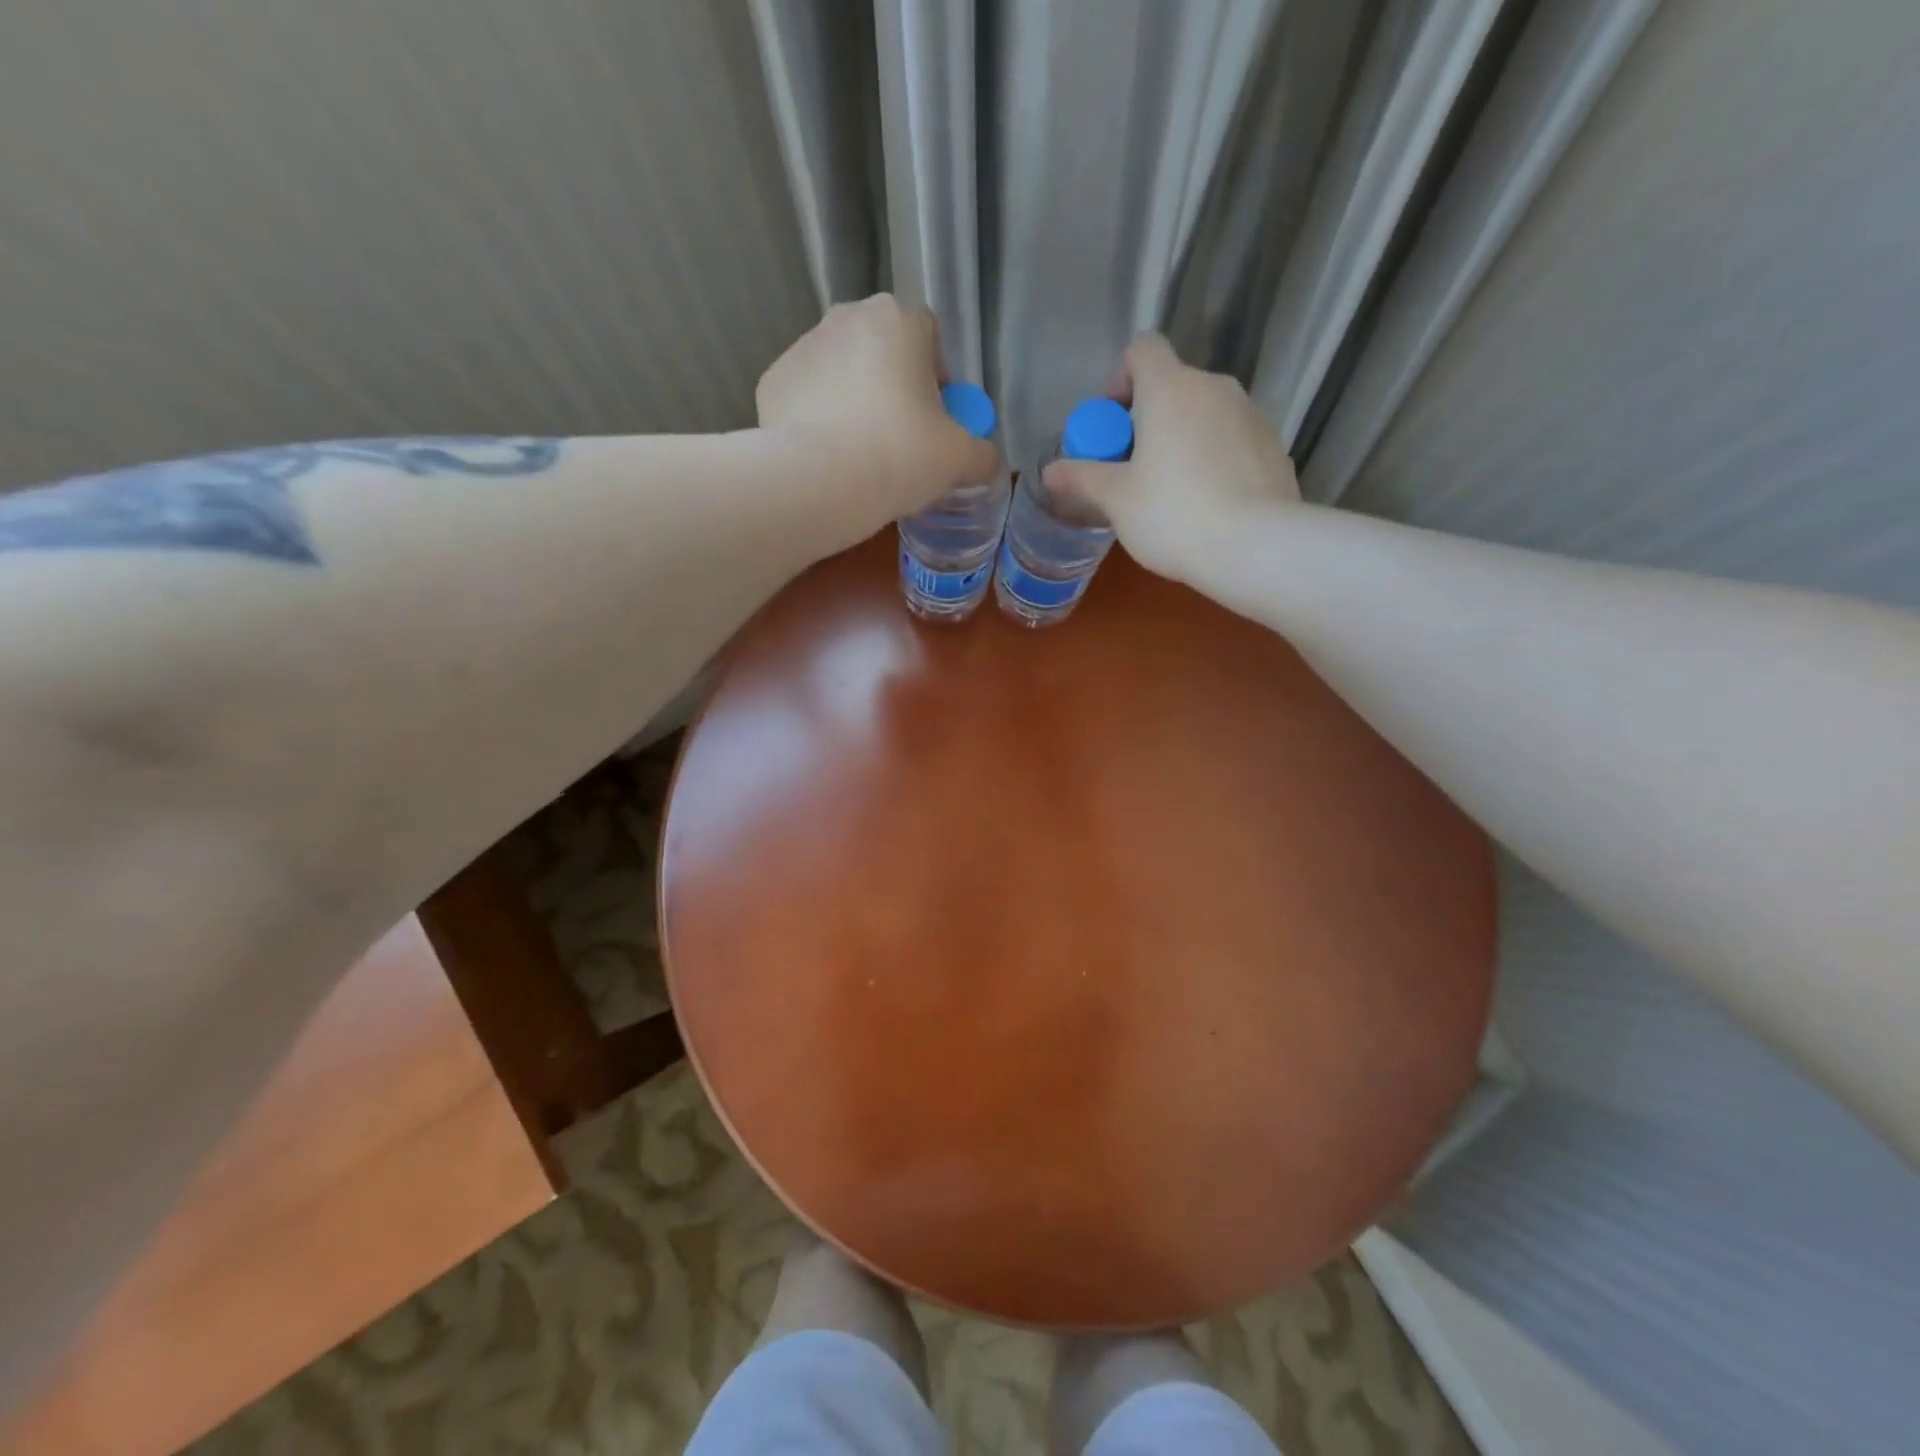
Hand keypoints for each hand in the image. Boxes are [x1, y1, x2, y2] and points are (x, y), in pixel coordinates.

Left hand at [756, 295, 999, 543]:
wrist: (819, 482)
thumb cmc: (901, 455)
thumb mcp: (960, 459)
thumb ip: (982, 454)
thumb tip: (987, 461)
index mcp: (899, 320)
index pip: (929, 337)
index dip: (937, 378)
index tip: (936, 420)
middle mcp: (847, 317)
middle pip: (881, 350)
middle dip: (893, 386)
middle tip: (900, 439)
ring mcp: (803, 346)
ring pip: (841, 372)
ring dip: (854, 401)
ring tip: (860, 454)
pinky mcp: (772, 380)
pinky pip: (807, 398)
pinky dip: (817, 419)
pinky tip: (827, 457)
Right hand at [1043, 333, 1298, 582]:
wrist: (1255, 547)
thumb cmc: (1173, 514)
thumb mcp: (1116, 499)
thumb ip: (1082, 477)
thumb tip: (1049, 471)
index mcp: (1172, 389)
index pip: (1143, 350)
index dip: (1120, 379)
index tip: (1111, 425)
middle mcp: (1216, 388)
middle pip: (1173, 386)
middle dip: (1148, 419)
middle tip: (1132, 469)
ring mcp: (1252, 416)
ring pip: (1205, 414)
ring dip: (1182, 439)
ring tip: (1171, 492)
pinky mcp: (1274, 447)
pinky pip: (1232, 441)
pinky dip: (1214, 460)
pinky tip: (1207, 505)